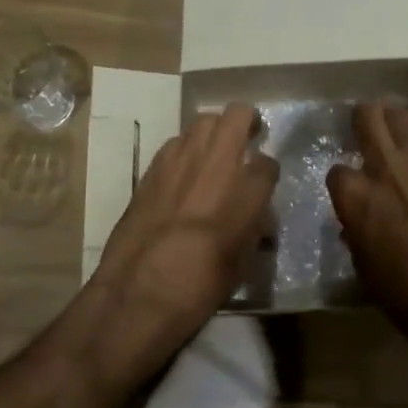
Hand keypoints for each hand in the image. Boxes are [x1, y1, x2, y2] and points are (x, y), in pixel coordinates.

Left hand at [89, 104, 278, 368]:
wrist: (139, 292)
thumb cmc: (200, 286)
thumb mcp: (243, 262)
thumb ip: (253, 226)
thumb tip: (255, 214)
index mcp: (248, 190)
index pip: (268, 162)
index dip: (268, 171)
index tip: (264, 181)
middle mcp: (217, 163)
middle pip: (238, 115)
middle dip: (247, 122)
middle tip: (248, 138)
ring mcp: (181, 159)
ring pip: (204, 120)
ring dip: (215, 130)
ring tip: (214, 151)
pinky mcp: (152, 167)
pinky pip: (176, 142)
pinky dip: (186, 148)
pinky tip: (184, 171)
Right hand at [327, 103, 407, 324]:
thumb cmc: (404, 292)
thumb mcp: (363, 265)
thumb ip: (356, 230)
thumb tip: (357, 221)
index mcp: (356, 194)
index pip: (337, 170)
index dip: (342, 180)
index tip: (349, 190)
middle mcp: (386, 166)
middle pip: (370, 114)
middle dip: (365, 116)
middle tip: (367, 125)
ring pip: (407, 121)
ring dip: (400, 133)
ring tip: (403, 151)